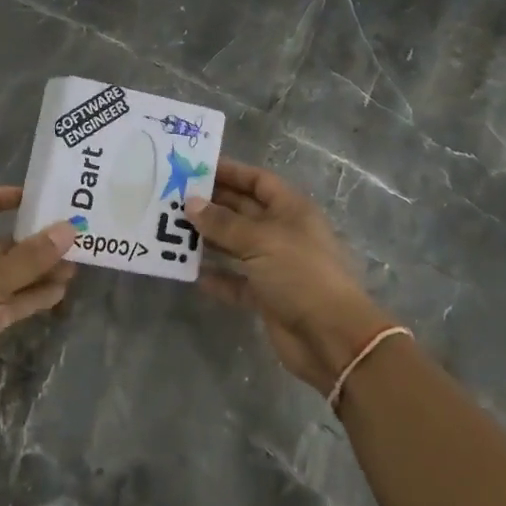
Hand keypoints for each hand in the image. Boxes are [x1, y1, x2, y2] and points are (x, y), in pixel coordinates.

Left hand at [0, 187, 75, 443]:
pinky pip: (14, 303)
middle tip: (70, 237)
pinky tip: (61, 292)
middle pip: (0, 245)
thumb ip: (28, 259)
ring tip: (75, 267)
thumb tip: (68, 229)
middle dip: (32, 241)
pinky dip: (35, 297)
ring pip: (12, 276)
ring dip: (39, 270)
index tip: (29, 198)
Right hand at [187, 159, 395, 394]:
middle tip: (174, 199)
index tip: (196, 169)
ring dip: (209, 239)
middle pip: (244, 211)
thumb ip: (223, 222)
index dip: (230, 172)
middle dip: (212, 205)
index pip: (258, 181)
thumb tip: (191, 203)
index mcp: (291, 210)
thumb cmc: (300, 274)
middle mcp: (283, 232)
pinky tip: (191, 273)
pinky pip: (236, 281)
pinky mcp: (267, 296)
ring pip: (237, 245)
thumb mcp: (260, 241)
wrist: (331, 337)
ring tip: (174, 231)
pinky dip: (217, 277)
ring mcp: (275, 265)